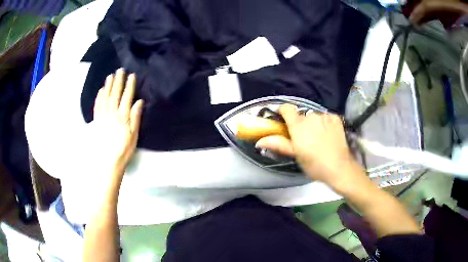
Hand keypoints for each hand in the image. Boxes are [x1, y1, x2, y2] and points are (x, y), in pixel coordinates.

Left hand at [93, 68, 143, 183]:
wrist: (108, 162)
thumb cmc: (124, 150)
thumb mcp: (134, 136)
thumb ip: (135, 118)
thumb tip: (139, 102)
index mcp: (122, 117)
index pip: (126, 98)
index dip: (129, 86)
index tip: (131, 75)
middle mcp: (112, 114)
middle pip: (115, 95)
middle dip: (118, 81)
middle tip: (120, 70)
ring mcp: (103, 117)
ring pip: (105, 98)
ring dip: (107, 86)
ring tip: (110, 76)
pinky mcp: (97, 122)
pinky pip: (97, 107)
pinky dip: (99, 97)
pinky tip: (101, 91)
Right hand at [256, 104, 363, 187]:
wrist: (339, 168)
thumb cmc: (314, 164)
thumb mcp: (295, 155)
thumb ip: (279, 144)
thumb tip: (259, 141)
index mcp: (298, 125)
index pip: (287, 108)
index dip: (283, 112)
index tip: (282, 120)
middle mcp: (311, 116)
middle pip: (301, 115)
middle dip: (300, 123)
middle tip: (303, 138)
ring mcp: (325, 116)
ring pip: (314, 116)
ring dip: (313, 123)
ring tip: (318, 138)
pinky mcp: (335, 118)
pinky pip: (326, 117)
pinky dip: (325, 123)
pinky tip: (328, 134)